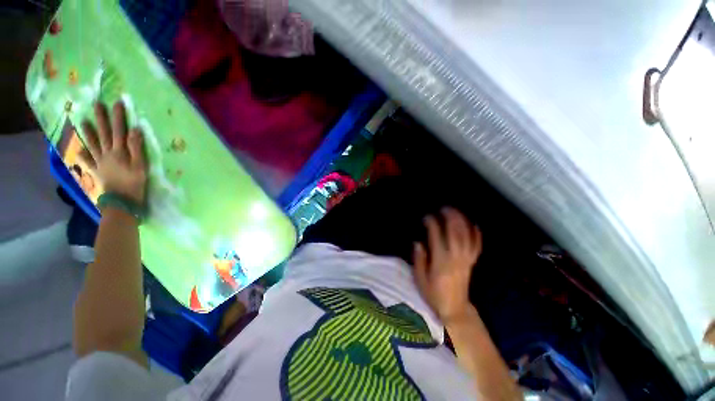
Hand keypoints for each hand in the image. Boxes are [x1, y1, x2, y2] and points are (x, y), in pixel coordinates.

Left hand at [80, 102, 146, 203]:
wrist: (122, 201)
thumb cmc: (134, 184)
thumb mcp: (140, 166)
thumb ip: (137, 148)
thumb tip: (135, 129)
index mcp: (119, 152)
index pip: (119, 130)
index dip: (118, 117)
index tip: (117, 102)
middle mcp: (107, 153)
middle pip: (104, 133)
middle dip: (101, 118)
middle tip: (97, 104)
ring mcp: (100, 162)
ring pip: (92, 144)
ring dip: (88, 133)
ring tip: (83, 122)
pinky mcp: (96, 172)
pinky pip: (87, 162)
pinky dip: (82, 156)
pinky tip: (78, 150)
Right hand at [413, 208, 481, 324]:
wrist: (455, 309)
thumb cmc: (434, 294)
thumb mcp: (420, 279)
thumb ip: (419, 260)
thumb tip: (418, 242)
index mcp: (440, 261)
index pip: (437, 237)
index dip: (432, 224)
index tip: (427, 217)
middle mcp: (455, 258)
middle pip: (455, 233)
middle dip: (450, 218)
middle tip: (444, 208)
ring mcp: (466, 260)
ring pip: (467, 237)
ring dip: (462, 222)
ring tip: (456, 211)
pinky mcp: (472, 263)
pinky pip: (476, 247)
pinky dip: (477, 235)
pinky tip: (474, 225)